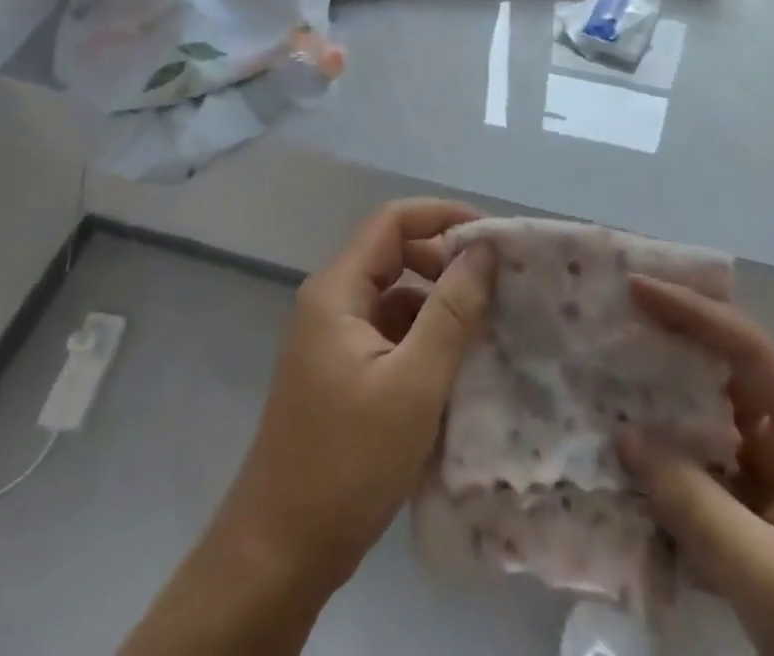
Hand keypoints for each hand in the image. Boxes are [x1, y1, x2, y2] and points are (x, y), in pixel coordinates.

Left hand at [213, 198, 497, 601]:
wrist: (278, 556)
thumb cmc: (347, 462)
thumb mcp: (414, 384)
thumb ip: (452, 311)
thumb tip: (484, 248)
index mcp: (338, 291)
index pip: (393, 221)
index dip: (442, 216)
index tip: (491, 238)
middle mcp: (331, 303)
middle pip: (394, 254)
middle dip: (445, 261)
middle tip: (495, 285)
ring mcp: (333, 340)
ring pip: (394, 297)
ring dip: (438, 303)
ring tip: (487, 325)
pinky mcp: (341, 374)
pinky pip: (389, 333)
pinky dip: (423, 338)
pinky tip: (456, 366)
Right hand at [616, 279, 773, 655]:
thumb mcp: (769, 576)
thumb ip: (693, 504)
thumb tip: (622, 434)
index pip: (745, 345)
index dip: (691, 311)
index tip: (635, 289)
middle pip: (724, 368)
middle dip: (670, 344)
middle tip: (612, 323)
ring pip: (710, 416)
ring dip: (662, 402)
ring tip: (606, 378)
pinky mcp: (762, 512)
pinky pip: (706, 465)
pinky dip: (669, 457)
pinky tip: (627, 458)